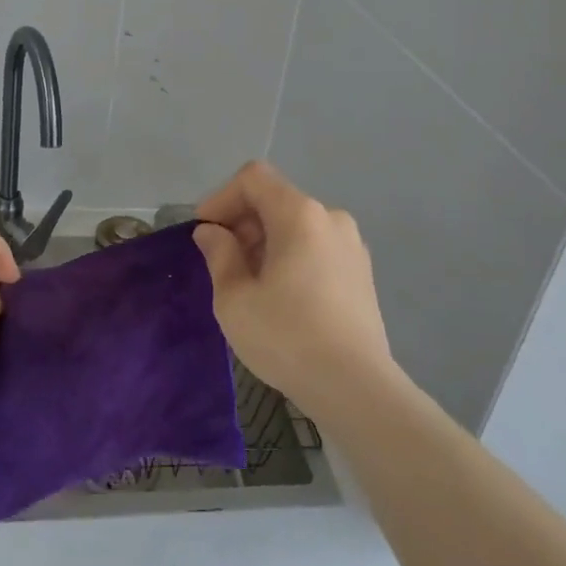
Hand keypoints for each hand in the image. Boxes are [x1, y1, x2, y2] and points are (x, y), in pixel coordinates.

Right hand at [193, 161, 396, 421]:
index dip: (221, 197)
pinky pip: (316, 247)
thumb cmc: (286, 337)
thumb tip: (211, 232)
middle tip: (221, 263)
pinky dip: (291, 257)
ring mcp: (351, 245)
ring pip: (296, 225)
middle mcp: (330, 218)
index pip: (254, 178)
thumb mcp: (235, 298)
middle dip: (242, 223)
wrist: (355, 387)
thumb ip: (219, 254)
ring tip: (249, 283)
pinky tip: (281, 296)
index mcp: (300, 214)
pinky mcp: (361, 272)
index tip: (205, 233)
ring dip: (265, 242)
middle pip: (276, 200)